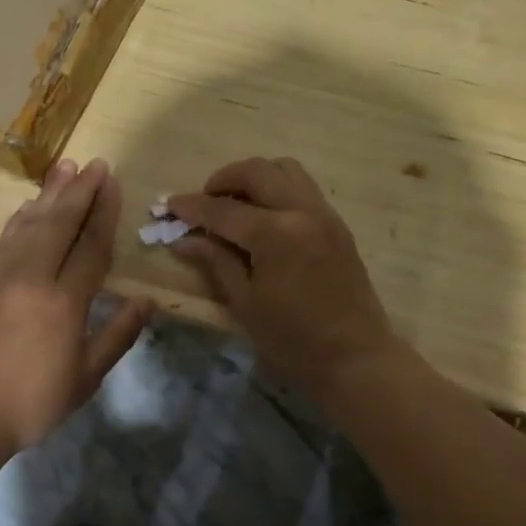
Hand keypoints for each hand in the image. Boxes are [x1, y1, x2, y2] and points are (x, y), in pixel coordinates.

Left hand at [0, 158, 152, 453]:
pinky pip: (7, 238)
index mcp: (64, 302)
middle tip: (95, 163)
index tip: (113, 183)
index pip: (90, 246)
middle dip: (80, 191)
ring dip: (50, 194)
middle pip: (60, 223)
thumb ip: (118, 335)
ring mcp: (3, 276)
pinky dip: (22, 217)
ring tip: (65, 167)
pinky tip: (29, 206)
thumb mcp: (85, 378)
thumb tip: (148, 302)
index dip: (104, 212)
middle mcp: (33, 277)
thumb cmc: (30, 402)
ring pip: (31, 224)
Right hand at [169, 157, 397, 391]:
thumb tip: (183, 239)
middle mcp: (302, 211)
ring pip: (283, 169)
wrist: (356, 356)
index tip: (169, 206)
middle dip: (222, 180)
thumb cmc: (293, 339)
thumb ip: (215, 261)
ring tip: (234, 204)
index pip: (223, 209)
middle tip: (203, 203)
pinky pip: (301, 186)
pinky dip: (276, 187)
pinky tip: (263, 216)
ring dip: (253, 177)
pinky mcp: (336, 222)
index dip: (192, 207)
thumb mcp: (245, 302)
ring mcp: (323, 213)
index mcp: (276, 234)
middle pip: (256, 172)